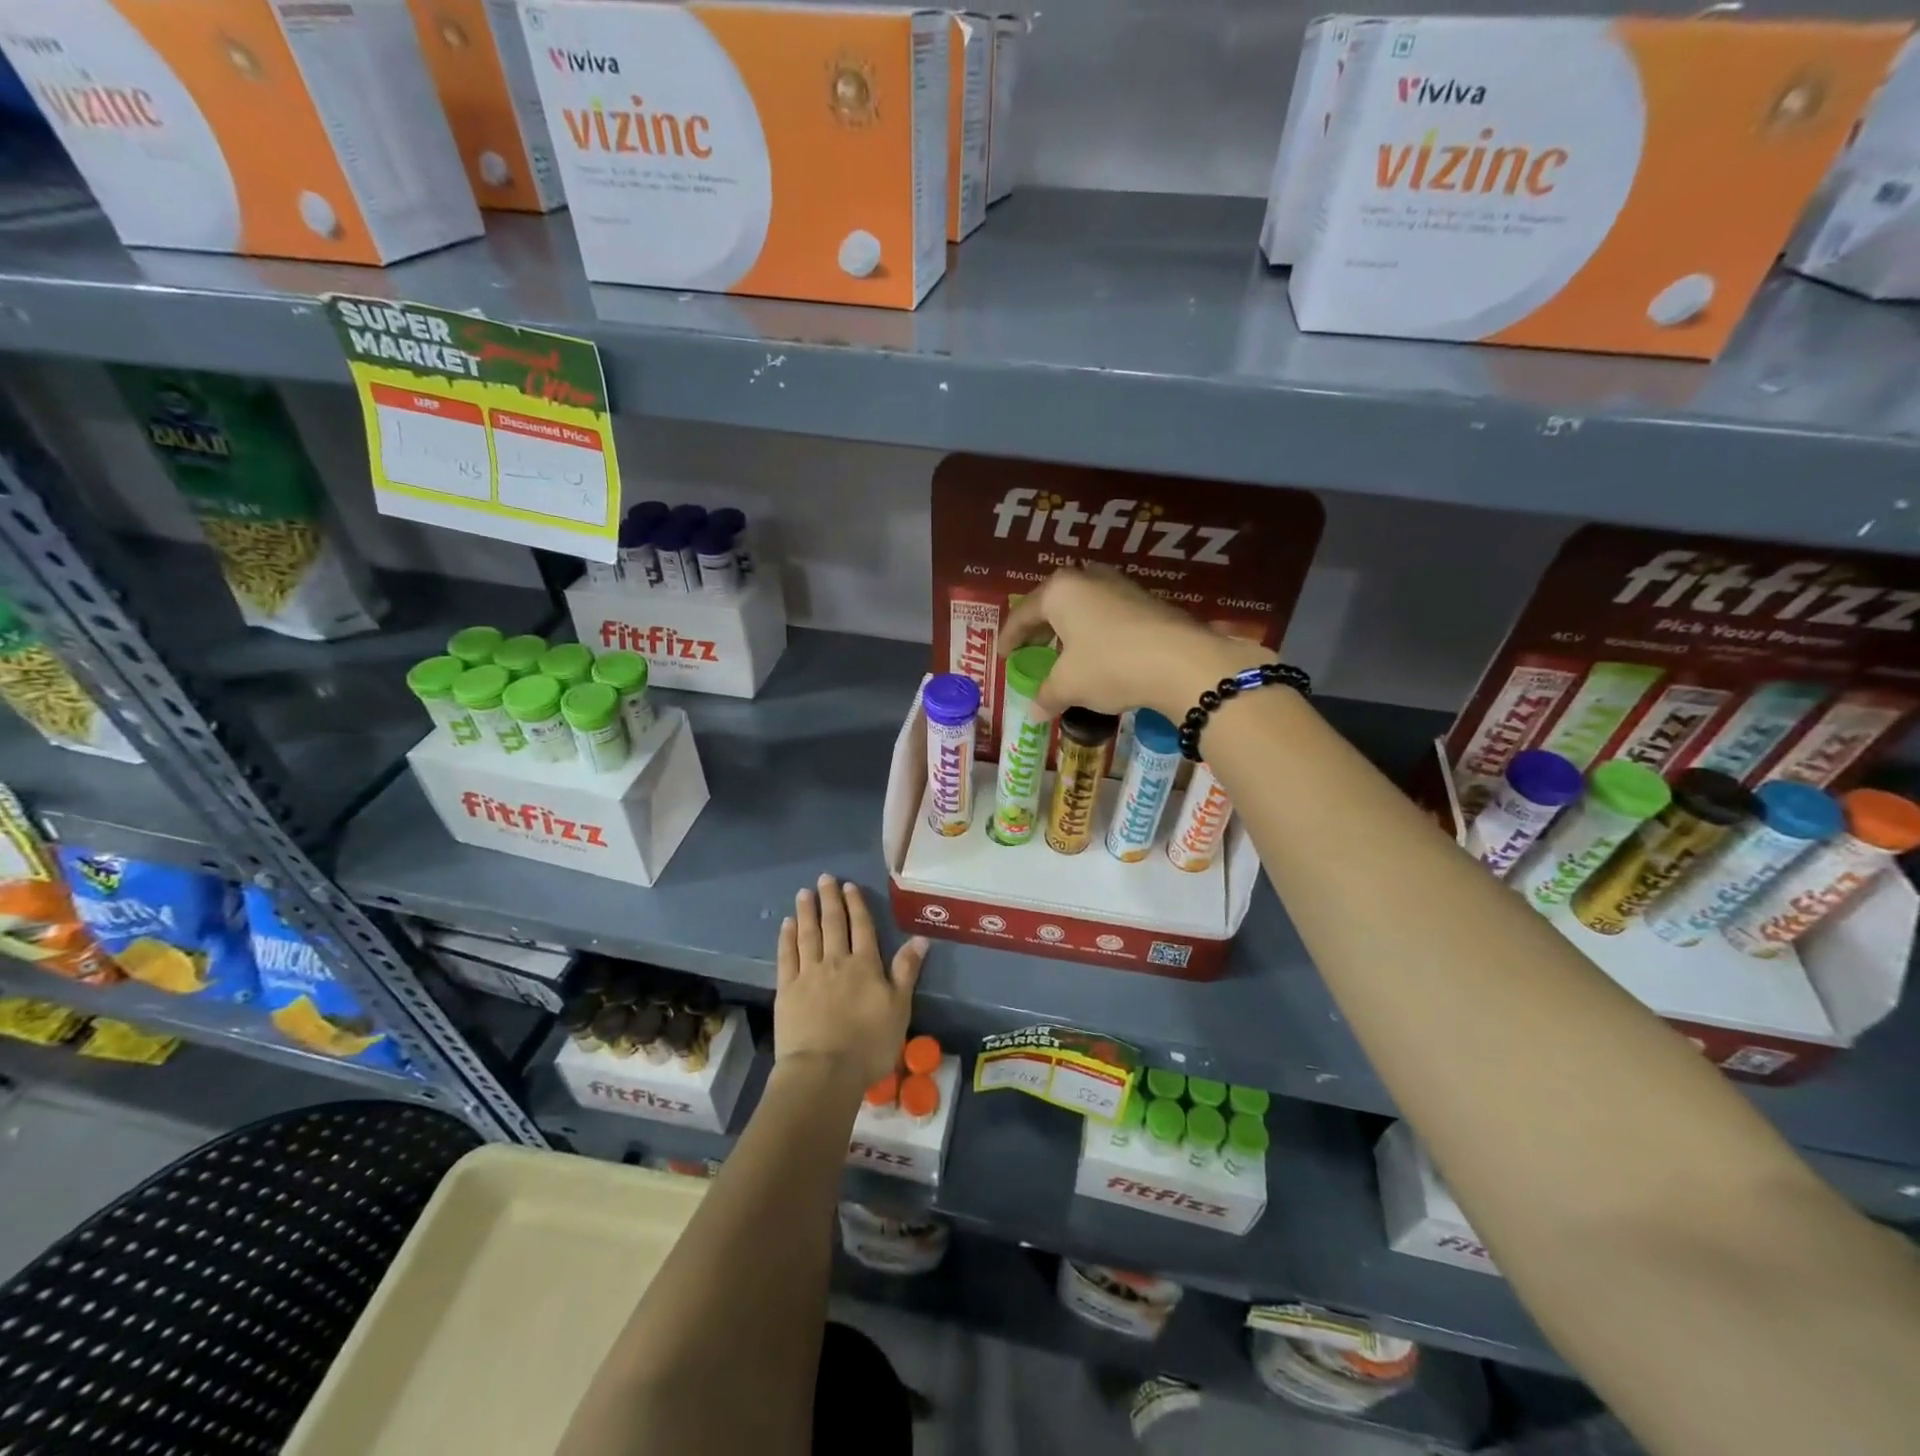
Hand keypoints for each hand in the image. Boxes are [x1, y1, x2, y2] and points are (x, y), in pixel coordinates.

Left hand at [776, 875, 927, 1088]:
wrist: (824, 1071)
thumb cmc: (869, 1043)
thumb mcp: (899, 1008)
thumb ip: (906, 971)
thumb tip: (920, 938)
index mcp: (865, 965)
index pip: (861, 927)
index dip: (855, 905)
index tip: (849, 886)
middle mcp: (836, 961)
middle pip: (833, 924)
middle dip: (829, 900)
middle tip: (824, 878)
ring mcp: (808, 974)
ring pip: (808, 934)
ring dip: (806, 911)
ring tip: (804, 893)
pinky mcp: (786, 990)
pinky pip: (786, 956)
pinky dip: (787, 937)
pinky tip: (787, 924)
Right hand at [1000, 566, 1263, 719]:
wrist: (1182, 662)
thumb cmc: (1110, 665)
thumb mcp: (1070, 685)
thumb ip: (1047, 695)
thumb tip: (1034, 713)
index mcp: (1060, 591)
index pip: (1023, 613)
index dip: (1010, 637)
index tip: (1003, 655)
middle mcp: (1089, 579)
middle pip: (1054, 603)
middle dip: (1041, 627)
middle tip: (1032, 649)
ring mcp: (1122, 587)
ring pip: (1085, 606)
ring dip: (1071, 628)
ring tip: (1066, 652)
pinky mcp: (1149, 603)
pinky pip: (1109, 615)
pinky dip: (1097, 633)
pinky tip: (1100, 655)